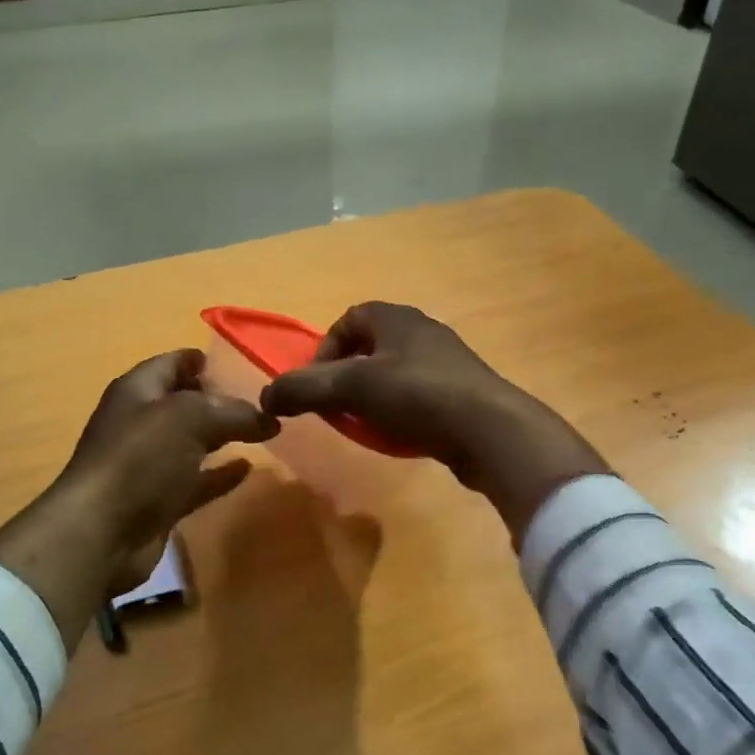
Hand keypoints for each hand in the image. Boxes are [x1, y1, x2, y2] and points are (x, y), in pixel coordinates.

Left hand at [0, 349, 277, 650]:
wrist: (101, 533)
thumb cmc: (140, 458)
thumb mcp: (191, 418)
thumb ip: (232, 411)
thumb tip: (267, 417)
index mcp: (138, 391)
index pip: (173, 363)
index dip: (202, 361)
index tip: (240, 364)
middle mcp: (140, 423)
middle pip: (184, 403)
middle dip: (220, 400)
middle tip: (262, 401)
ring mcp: (147, 465)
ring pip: (191, 443)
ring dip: (221, 437)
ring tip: (263, 432)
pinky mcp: (158, 502)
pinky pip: (195, 481)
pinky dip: (219, 474)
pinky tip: (247, 468)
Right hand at [260, 302, 607, 537]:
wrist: (490, 430)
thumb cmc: (417, 395)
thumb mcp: (351, 389)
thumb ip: (303, 389)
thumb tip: (264, 398)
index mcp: (395, 318)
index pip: (347, 319)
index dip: (324, 349)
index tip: (317, 383)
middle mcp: (421, 331)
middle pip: (369, 347)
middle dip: (346, 377)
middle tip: (337, 407)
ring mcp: (446, 361)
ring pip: (393, 374)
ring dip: (372, 397)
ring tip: (366, 426)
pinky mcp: (461, 392)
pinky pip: (417, 396)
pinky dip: (399, 412)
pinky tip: (399, 436)